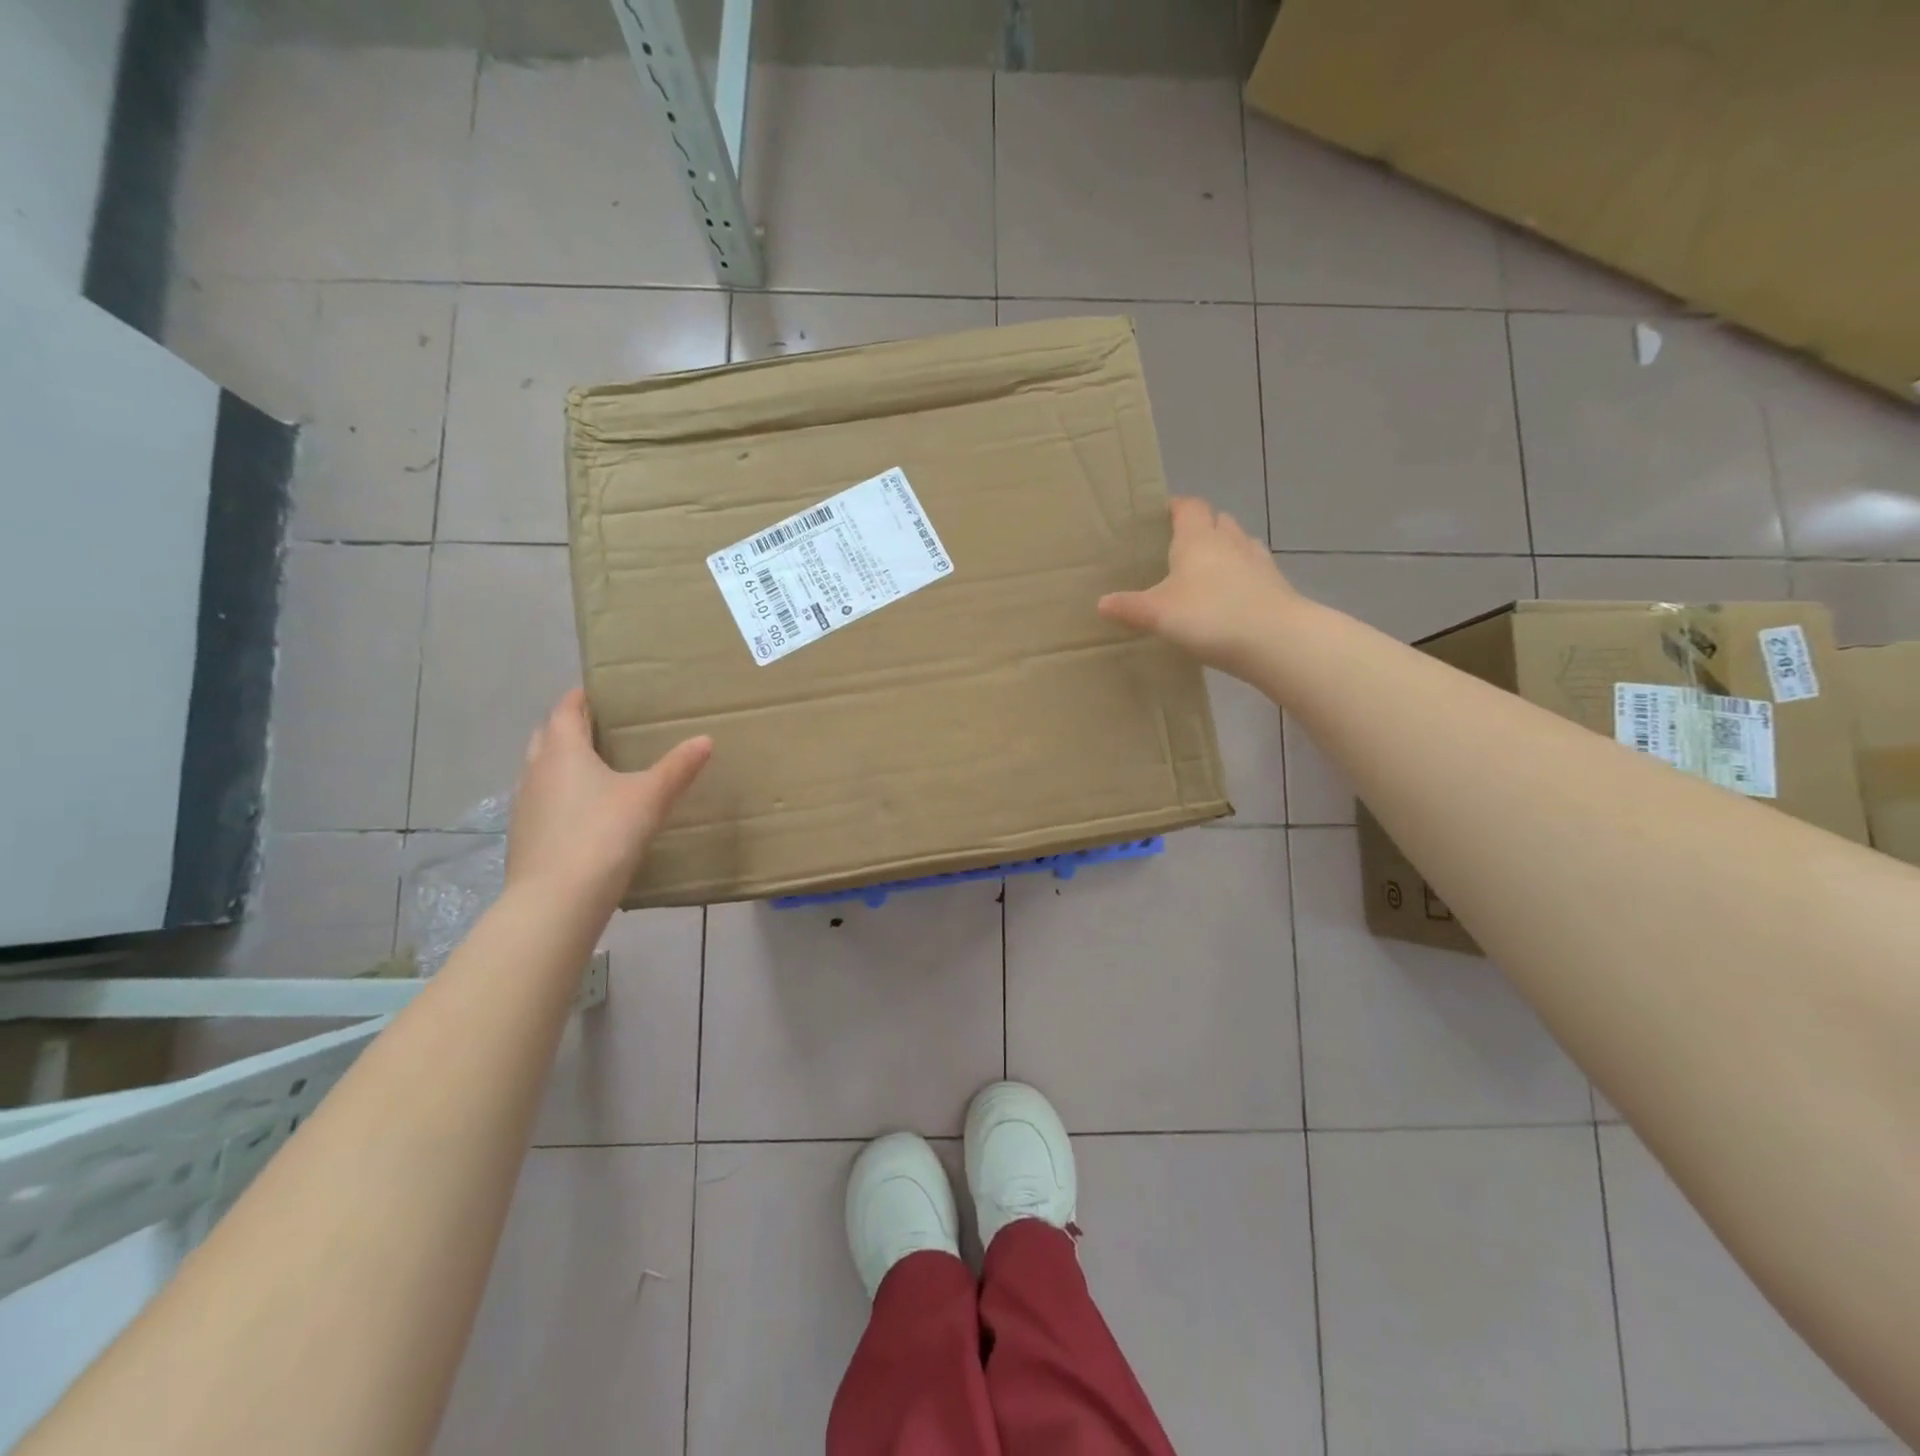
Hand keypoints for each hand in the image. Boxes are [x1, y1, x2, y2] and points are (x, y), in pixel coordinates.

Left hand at [505, 688, 711, 909]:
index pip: (565, 710)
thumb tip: (705, 739)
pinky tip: (584, 813)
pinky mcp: (524, 836)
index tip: (600, 691)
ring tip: (596, 769)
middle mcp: (536, 771)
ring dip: (561, 762)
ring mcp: (525, 805)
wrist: (556, 901)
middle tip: (601, 728)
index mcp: (563, 751)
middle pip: (546, 736)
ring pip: (540, 770)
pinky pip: (542, 801)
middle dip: (569, 727)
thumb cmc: (603, 835)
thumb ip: (678, 767)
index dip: (581, 697)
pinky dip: (559, 795)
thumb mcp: (650, 798)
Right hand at [1098, 496, 1300, 676]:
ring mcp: (1257, 561)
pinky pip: (1253, 570)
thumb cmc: (1209, 616)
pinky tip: (1230, 598)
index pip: (1188, 506)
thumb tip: (1101, 603)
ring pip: (1237, 543)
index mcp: (1197, 537)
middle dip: (1200, 528)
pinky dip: (1240, 577)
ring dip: (1223, 551)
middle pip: (1216, 520)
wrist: (1275, 639)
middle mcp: (1229, 540)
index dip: (1175, 507)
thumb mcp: (1159, 614)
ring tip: (1204, 573)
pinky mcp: (1275, 584)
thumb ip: (1129, 607)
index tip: (1160, 517)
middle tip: (1178, 549)